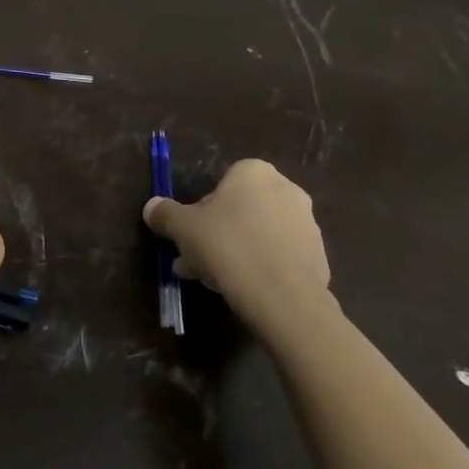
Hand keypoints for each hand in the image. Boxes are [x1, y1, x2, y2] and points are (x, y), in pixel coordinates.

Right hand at [143, 159, 330, 322]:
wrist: (283, 295)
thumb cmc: (227, 246)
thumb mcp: (182, 228)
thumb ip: (165, 214)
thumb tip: (151, 207)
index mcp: (254, 173)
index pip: (220, 184)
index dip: (199, 210)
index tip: (188, 234)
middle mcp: (286, 189)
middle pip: (238, 211)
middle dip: (214, 234)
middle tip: (193, 260)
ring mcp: (306, 223)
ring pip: (256, 234)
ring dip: (233, 252)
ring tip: (212, 280)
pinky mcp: (317, 255)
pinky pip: (277, 255)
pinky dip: (258, 266)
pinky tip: (240, 288)